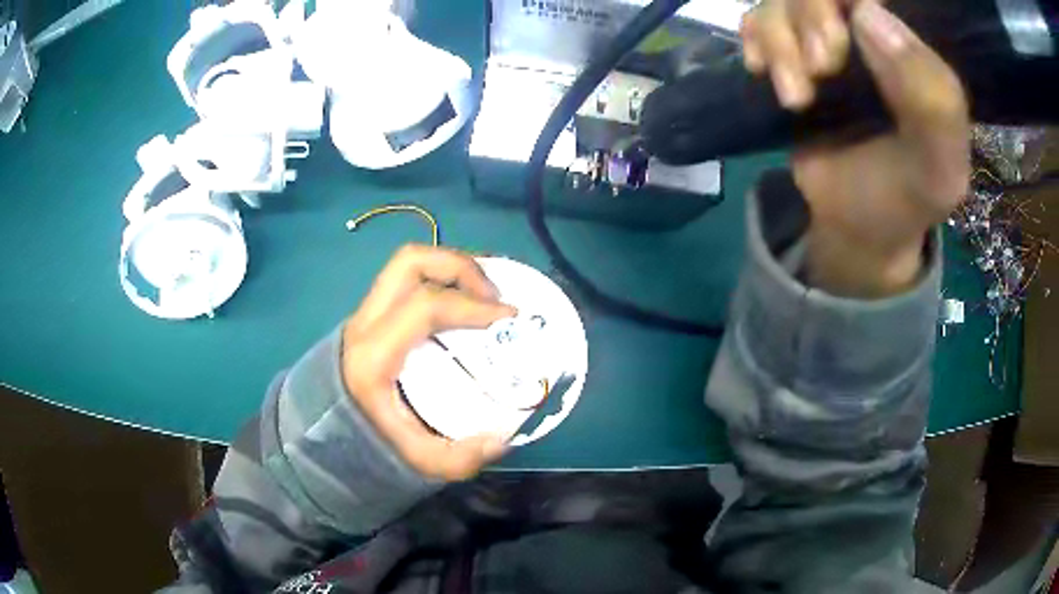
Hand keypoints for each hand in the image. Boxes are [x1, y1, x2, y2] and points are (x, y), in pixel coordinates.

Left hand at [341, 245, 515, 480]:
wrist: (325, 429)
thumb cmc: (368, 441)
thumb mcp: (415, 461)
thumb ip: (458, 459)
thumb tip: (501, 440)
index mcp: (374, 354)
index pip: (425, 305)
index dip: (472, 304)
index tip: (508, 317)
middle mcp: (366, 321)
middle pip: (411, 262)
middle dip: (461, 267)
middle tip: (494, 297)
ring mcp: (366, 311)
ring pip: (408, 263)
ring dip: (451, 267)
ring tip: (483, 293)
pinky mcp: (373, 312)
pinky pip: (408, 278)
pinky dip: (441, 278)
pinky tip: (464, 301)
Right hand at [741, 0, 969, 295]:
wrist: (856, 225)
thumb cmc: (905, 197)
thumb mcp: (939, 168)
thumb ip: (933, 103)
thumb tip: (867, 14)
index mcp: (911, 49)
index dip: (847, 0)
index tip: (842, 40)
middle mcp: (868, 32)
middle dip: (811, 17)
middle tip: (821, 70)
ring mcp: (825, 39)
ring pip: (784, 0)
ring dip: (780, 42)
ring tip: (797, 98)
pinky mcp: (790, 56)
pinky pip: (757, 19)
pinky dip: (755, 41)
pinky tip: (763, 73)